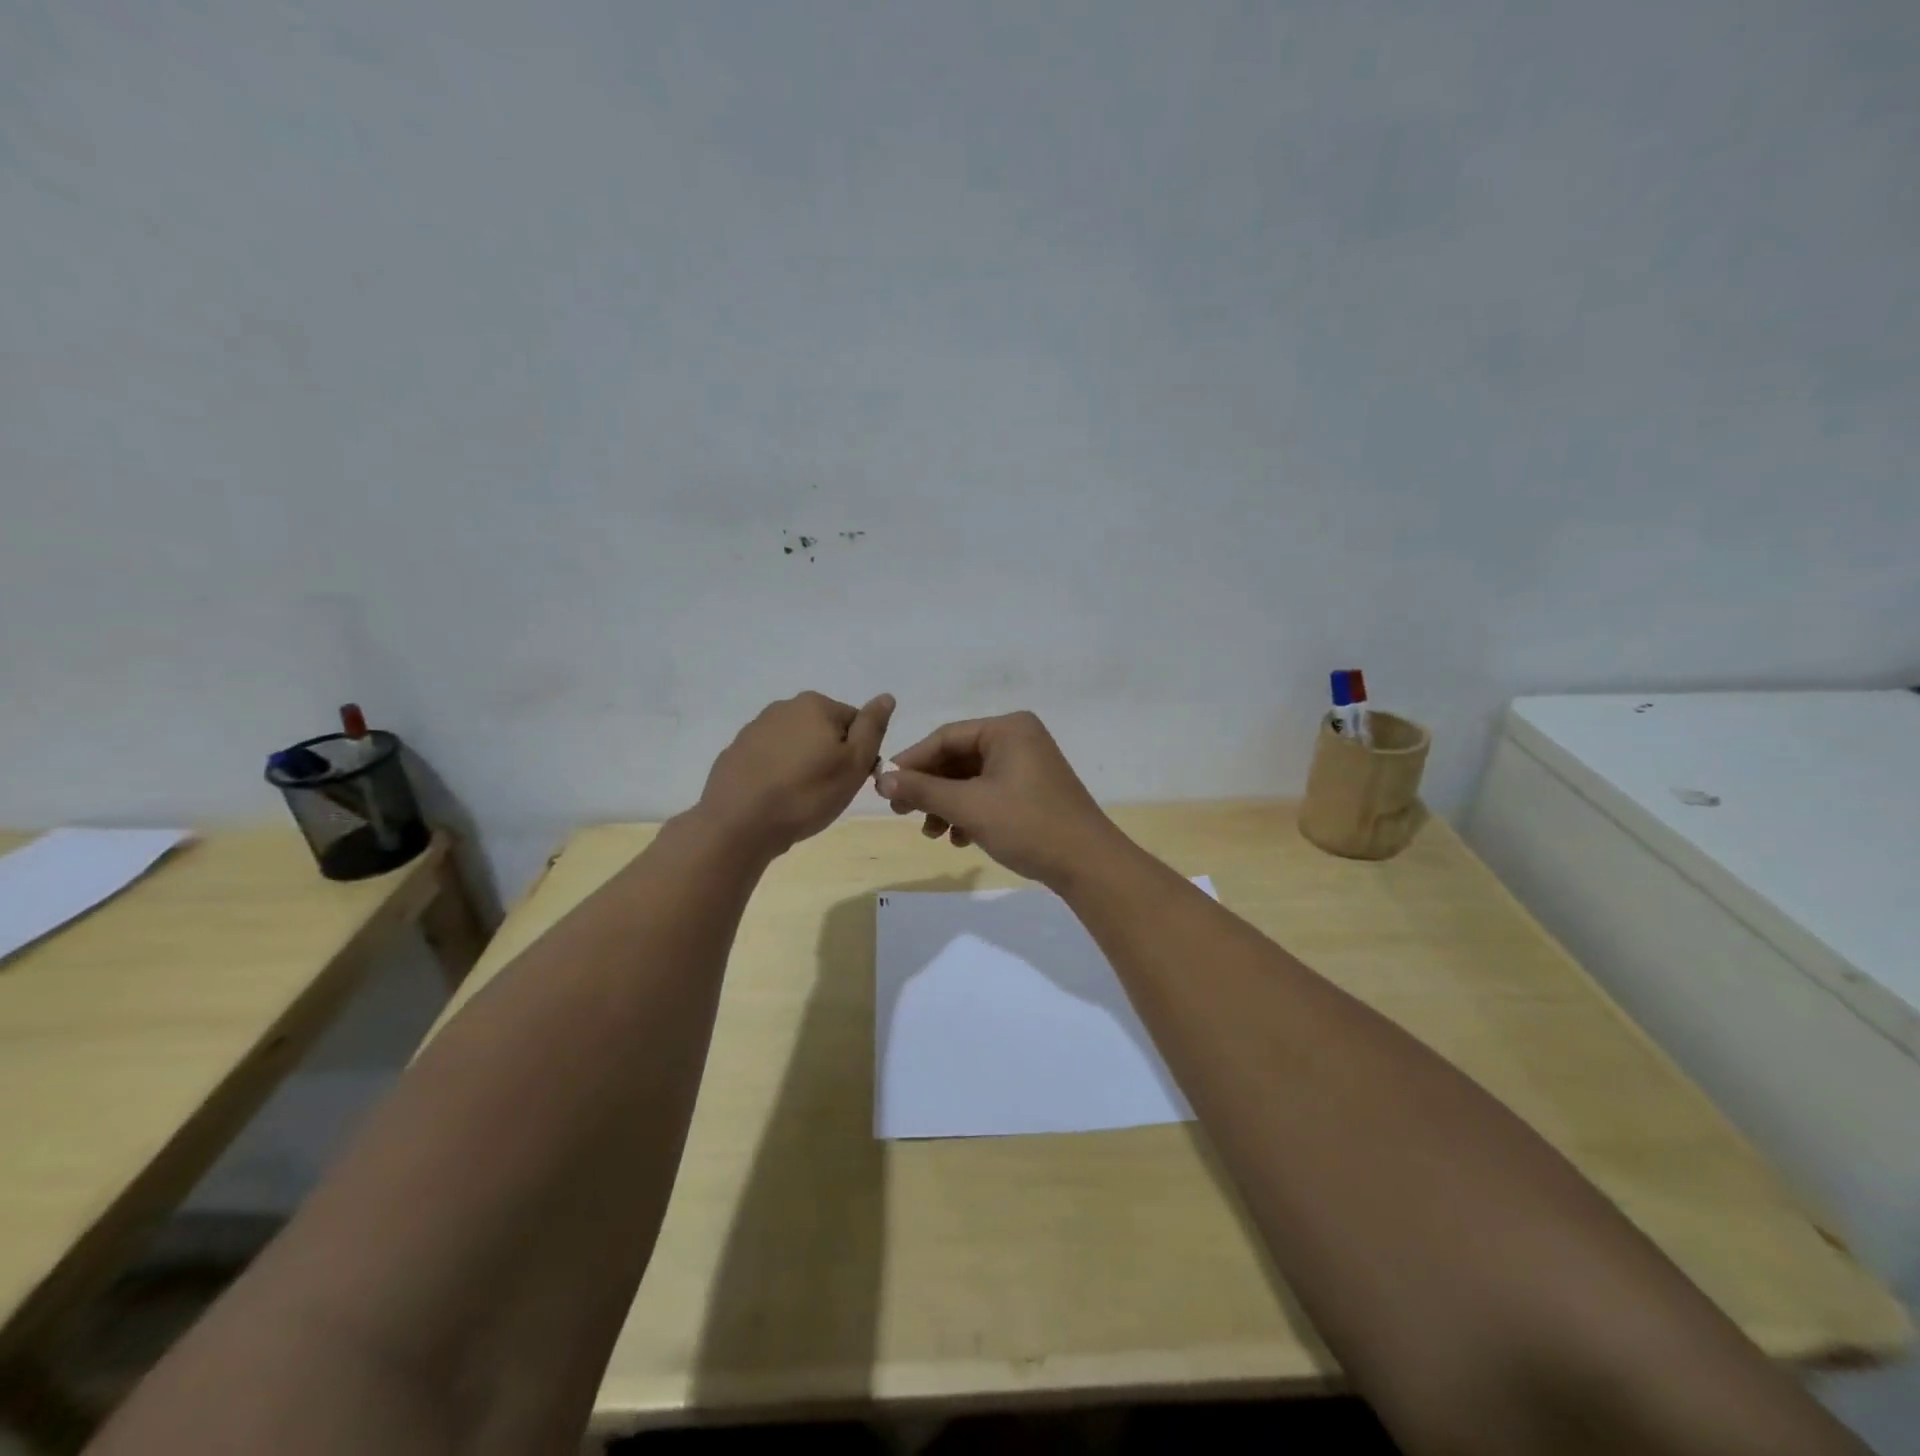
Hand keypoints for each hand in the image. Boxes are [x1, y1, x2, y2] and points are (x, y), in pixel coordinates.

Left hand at [700, 692, 893, 857]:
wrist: (738, 823)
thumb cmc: (806, 793)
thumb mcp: (854, 763)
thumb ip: (872, 727)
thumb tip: (886, 697)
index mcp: (816, 705)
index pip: (855, 722)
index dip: (859, 753)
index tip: (850, 779)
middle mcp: (784, 707)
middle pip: (823, 730)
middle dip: (829, 756)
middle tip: (827, 791)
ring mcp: (755, 729)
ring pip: (795, 745)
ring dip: (803, 765)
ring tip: (800, 798)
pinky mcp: (735, 753)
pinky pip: (769, 760)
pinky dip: (777, 774)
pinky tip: (775, 799)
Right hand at [874, 711, 1123, 888]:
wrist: (1088, 864)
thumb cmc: (1027, 825)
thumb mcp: (969, 806)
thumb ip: (922, 789)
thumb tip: (880, 779)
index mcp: (1008, 728)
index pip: (946, 737)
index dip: (912, 761)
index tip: (885, 787)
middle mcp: (1019, 739)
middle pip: (959, 758)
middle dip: (930, 788)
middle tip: (902, 812)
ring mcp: (1029, 765)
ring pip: (972, 780)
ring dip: (948, 805)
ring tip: (932, 833)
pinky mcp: (1034, 791)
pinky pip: (991, 793)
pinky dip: (970, 813)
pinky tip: (959, 839)